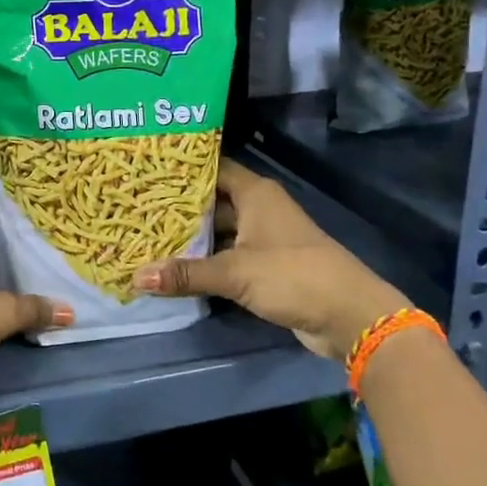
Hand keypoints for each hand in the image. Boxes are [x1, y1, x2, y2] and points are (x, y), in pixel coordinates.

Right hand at [133, 159, 409, 359]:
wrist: (350, 317)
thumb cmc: (293, 276)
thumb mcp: (235, 272)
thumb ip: (186, 273)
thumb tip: (136, 276)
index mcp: (255, 193)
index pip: (211, 168)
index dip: (181, 169)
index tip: (147, 170)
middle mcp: (259, 208)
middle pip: (212, 201)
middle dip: (178, 207)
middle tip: (138, 206)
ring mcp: (264, 238)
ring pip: (219, 231)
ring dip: (191, 237)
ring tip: (147, 235)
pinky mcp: (266, 266)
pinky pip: (227, 255)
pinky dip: (206, 260)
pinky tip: (176, 266)